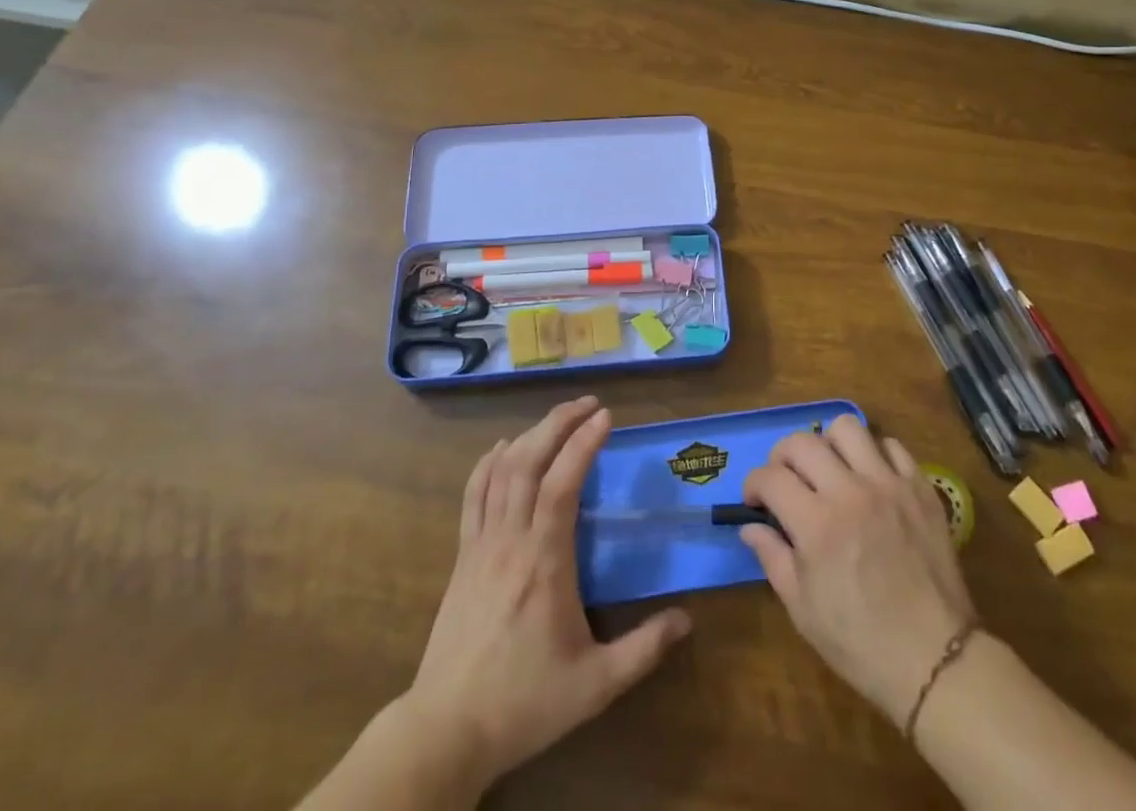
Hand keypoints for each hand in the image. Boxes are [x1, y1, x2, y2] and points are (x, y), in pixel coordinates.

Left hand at [404, 396, 690, 793]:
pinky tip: (504, 448)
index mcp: (544, 562)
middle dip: (558, 423)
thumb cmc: (525, 703)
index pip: (562, 484)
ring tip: (558, 417)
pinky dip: (489, 463)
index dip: (583, 444)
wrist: (446, 731)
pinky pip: (473, 494)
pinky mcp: (462, 556)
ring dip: (530, 435)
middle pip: (528, 462)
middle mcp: (510, 540)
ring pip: (501, 471)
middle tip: (588, 403)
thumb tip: (688, 619)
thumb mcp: (595, 685)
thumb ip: (644, 649)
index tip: (606, 416)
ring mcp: (480, 545)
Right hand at [740, 416, 975, 724]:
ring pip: (847, 428)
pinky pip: (892, 446)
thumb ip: (772, 557)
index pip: (770, 477)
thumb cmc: (861, 643)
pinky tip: (870, 479)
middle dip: (782, 457)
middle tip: (785, 480)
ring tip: (830, 469)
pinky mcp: (920, 487)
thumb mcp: (802, 610)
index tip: (755, 501)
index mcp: (817, 524)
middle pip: (802, 442)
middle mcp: (850, 492)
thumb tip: (750, 525)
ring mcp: (889, 484)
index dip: (754, 484)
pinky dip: (874, 454)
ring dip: (828, 444)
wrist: (936, 660)